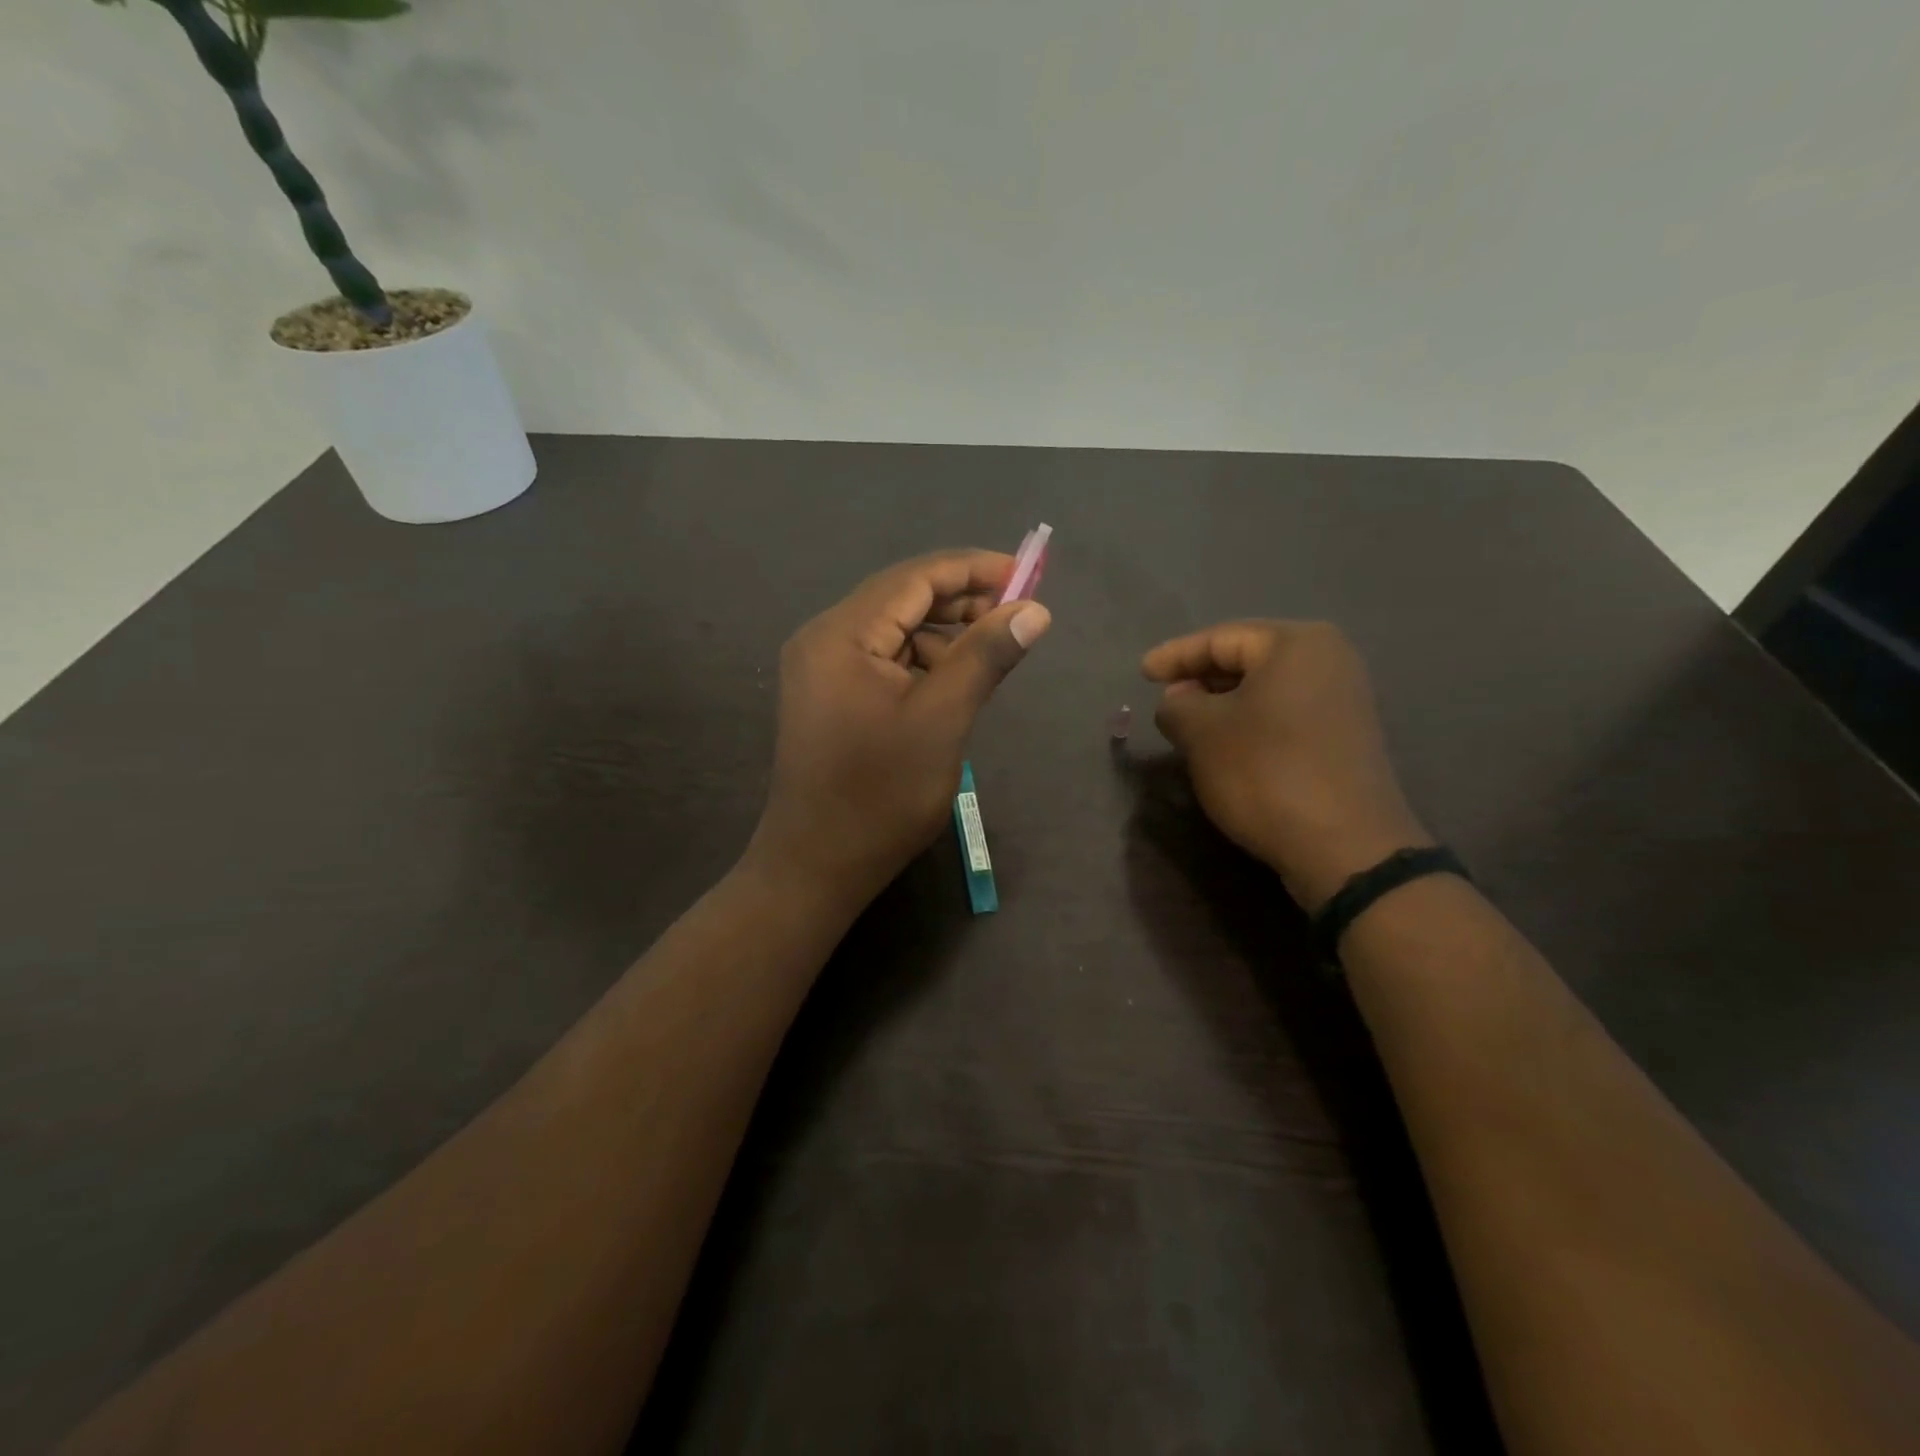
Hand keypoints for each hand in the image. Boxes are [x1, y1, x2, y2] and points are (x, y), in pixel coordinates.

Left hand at [749, 551, 1051, 910]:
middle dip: (961, 601)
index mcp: (842, 634)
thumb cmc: (881, 795)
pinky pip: (882, 660)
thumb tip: (1034, 610)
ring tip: (991, 653)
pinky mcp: (829, 696)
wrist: (817, 865)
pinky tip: (953, 682)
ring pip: (894, 630)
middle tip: (1017, 615)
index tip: (1026, 575)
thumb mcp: (942, 720)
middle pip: (902, 598)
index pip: (914, 578)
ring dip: (943, 634)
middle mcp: (824, 639)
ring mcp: (822, 669)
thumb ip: (985, 656)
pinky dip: (921, 662)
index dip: (973, 569)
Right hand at [1142, 621, 1429, 910]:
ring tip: (1187, 723)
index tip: (1142, 672)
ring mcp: (1343, 699)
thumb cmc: (1265, 773)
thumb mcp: (1202, 733)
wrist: (1344, 846)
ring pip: (1265, 689)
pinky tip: (1225, 744)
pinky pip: (1284, 714)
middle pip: (1247, 659)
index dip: (1175, 656)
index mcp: (1296, 643)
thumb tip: (1178, 700)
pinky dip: (1250, 722)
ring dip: (1223, 704)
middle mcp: (1329, 660)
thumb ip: (1177, 705)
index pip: (1220, 639)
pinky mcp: (1344, 737)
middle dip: (1200, 678)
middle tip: (1164, 698)